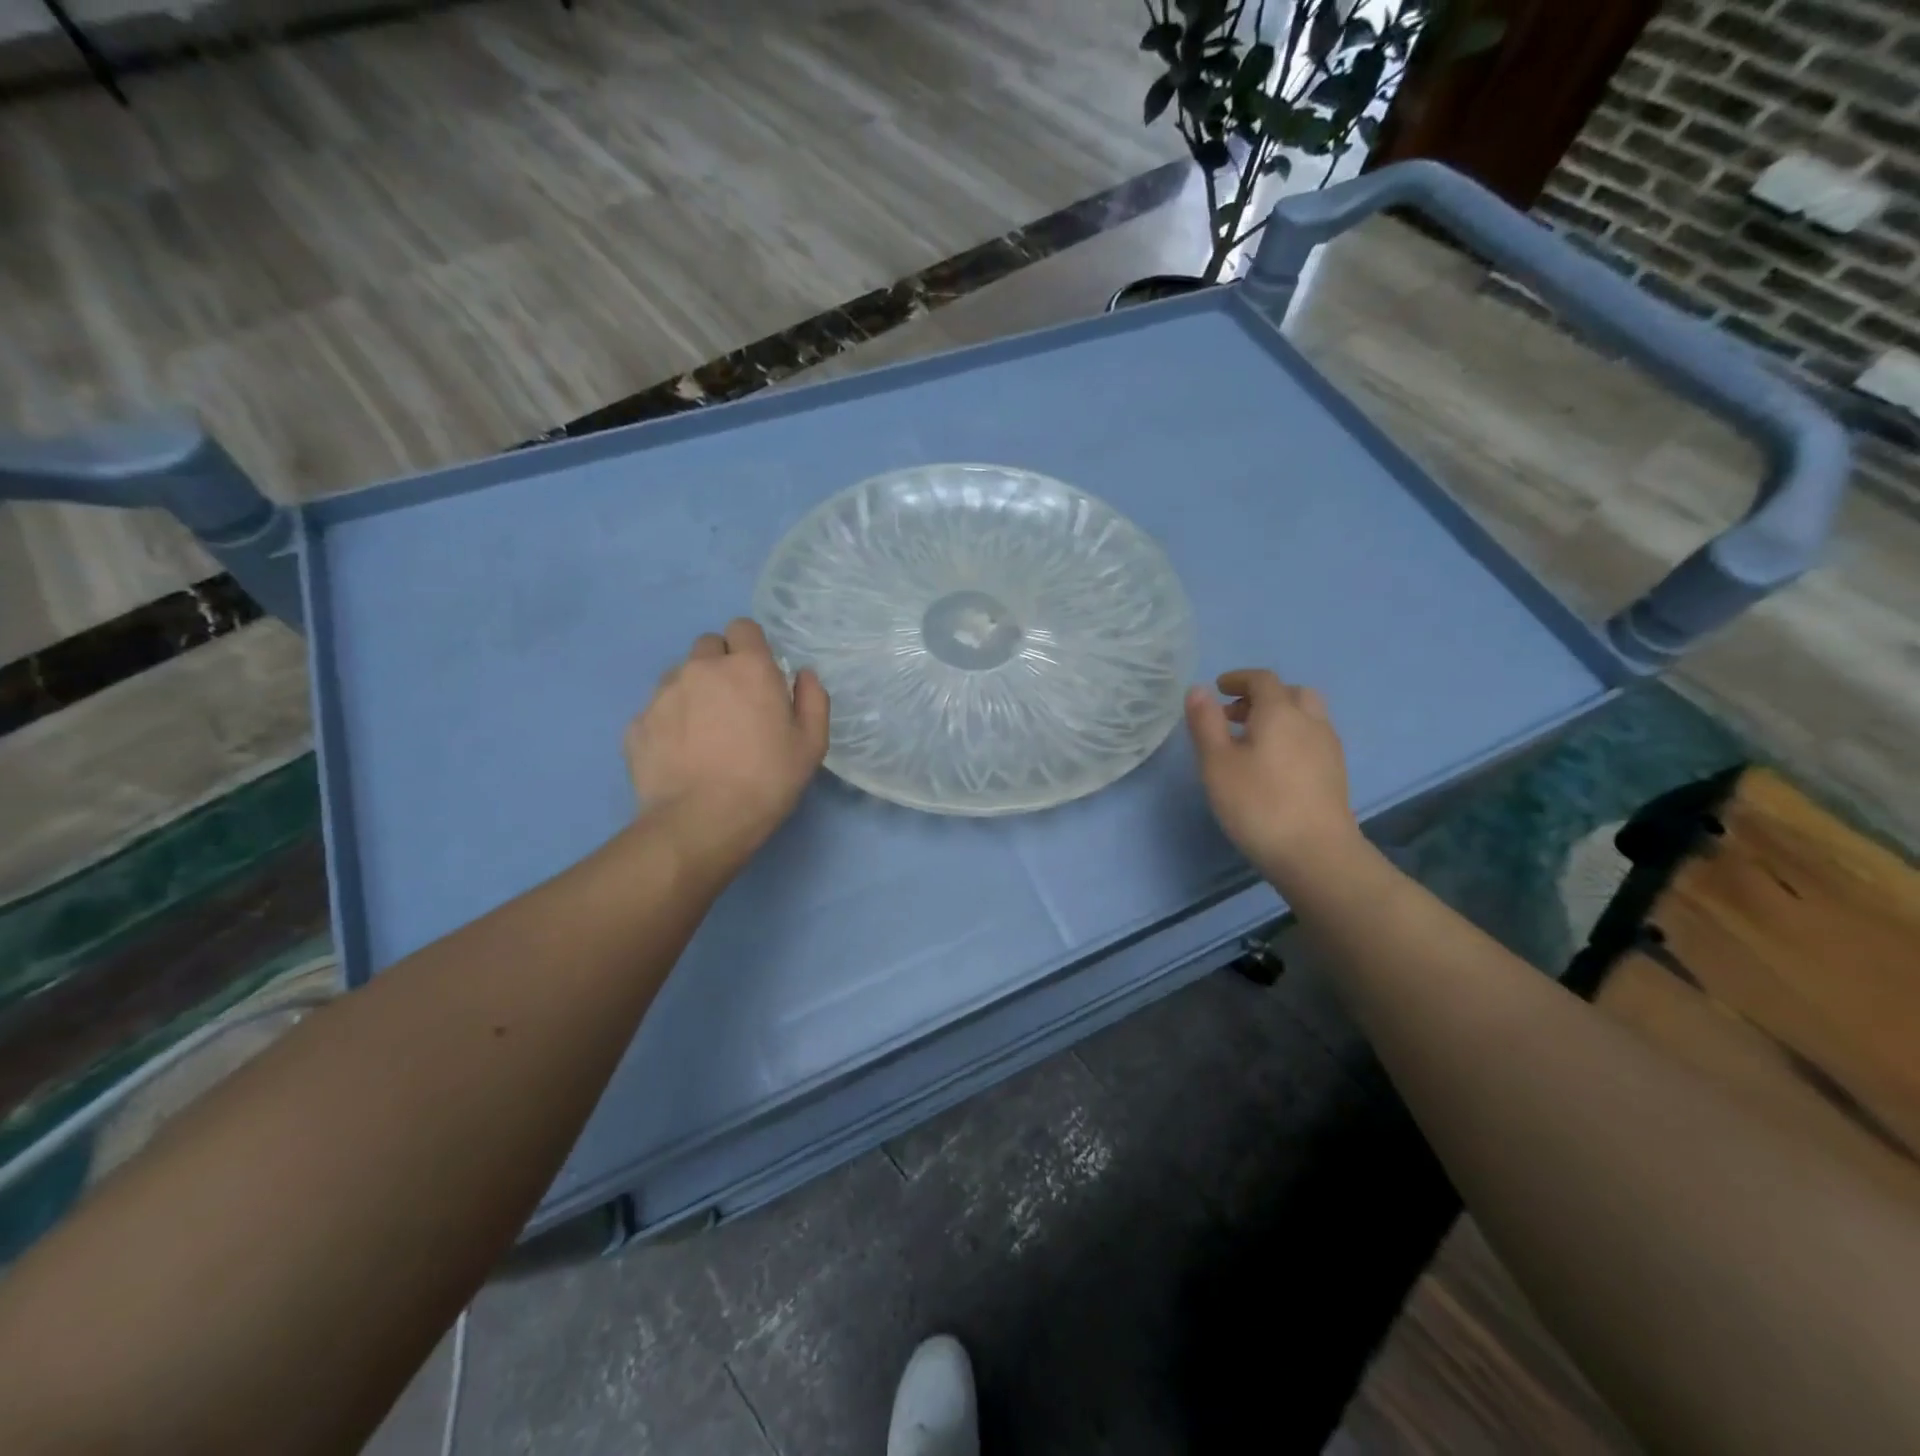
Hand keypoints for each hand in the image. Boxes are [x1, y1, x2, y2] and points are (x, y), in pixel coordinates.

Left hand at [624, 619, 829, 874]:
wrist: (701, 821)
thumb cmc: (767, 780)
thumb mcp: (811, 744)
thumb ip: (812, 699)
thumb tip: (803, 675)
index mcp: (747, 667)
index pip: (743, 628)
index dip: (751, 647)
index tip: (758, 675)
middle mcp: (701, 668)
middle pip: (708, 646)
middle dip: (720, 664)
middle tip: (734, 704)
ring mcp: (663, 694)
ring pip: (679, 676)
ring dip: (693, 691)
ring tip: (704, 732)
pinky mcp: (638, 723)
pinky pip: (656, 710)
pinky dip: (669, 723)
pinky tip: (681, 755)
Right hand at [1185, 669, 1361, 887]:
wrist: (1315, 854)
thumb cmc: (1258, 804)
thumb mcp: (1217, 763)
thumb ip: (1205, 723)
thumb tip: (1199, 690)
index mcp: (1280, 712)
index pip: (1262, 680)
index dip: (1238, 679)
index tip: (1218, 689)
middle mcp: (1310, 721)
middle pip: (1291, 693)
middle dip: (1262, 696)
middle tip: (1235, 715)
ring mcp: (1328, 748)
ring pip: (1306, 716)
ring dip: (1280, 716)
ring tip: (1252, 741)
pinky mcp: (1336, 773)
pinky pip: (1313, 738)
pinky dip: (1292, 736)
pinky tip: (1275, 765)